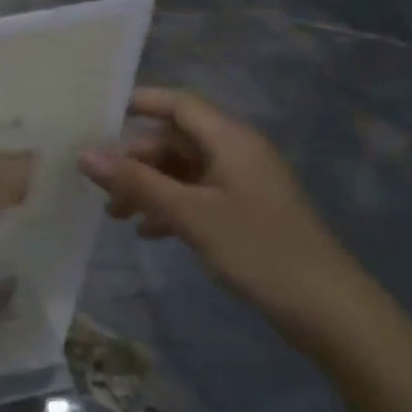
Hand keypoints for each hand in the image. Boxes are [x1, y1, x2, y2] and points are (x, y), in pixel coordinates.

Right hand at [80, 88, 379, 346]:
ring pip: (181, 170)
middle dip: (135, 160)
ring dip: (148, 186)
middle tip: (100, 186)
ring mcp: (241, 184)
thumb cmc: (257, 248)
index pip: (178, 104)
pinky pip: (196, 195)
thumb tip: (84, 155)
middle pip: (174, 140)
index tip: (97, 117)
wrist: (327, 309)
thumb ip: (136, 182)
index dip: (139, 103)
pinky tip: (148, 232)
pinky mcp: (244, 212)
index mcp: (230, 140)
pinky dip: (169, 206)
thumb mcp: (189, 213)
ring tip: (115, 214)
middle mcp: (236, 153)